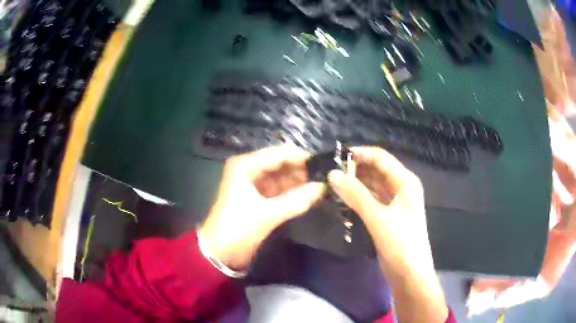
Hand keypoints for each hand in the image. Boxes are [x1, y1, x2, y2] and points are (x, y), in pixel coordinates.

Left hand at [199, 145, 324, 269]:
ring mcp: (253, 184)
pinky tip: (308, 196)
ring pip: (281, 177)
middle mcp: (249, 169)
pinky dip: (292, 193)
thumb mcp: (267, 214)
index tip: (324, 164)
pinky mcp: (258, 197)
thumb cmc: (238, 228)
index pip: (279, 154)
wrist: (220, 252)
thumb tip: (322, 188)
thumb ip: (296, 200)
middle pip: (280, 164)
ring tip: (320, 186)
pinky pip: (278, 190)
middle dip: (301, 171)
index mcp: (246, 165)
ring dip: (298, 182)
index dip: (301, 158)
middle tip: (324, 178)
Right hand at [327, 146, 447, 322]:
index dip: (360, 154)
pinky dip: (358, 197)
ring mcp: (395, 202)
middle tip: (329, 172)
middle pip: (376, 170)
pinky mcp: (388, 215)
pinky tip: (342, 198)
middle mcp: (401, 187)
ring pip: (372, 185)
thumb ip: (356, 195)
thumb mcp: (378, 218)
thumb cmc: (400, 244)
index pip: (381, 158)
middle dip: (355, 169)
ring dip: (355, 183)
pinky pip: (371, 199)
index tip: (336, 156)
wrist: (409, 274)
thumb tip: (333, 175)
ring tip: (331, 183)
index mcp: (405, 182)